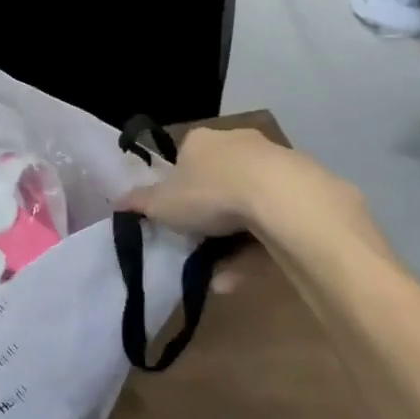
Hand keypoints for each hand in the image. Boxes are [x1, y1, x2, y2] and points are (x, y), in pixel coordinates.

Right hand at [118, 127, 379, 260]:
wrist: (283, 199)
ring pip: (248, 206)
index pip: (185, 160)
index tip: (176, 217)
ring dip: (232, 241)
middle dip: (209, 217)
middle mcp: (238, 144)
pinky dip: (258, 249)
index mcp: (201, 141)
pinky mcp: (305, 192)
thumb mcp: (163, 204)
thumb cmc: (210, 193)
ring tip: (218, 277)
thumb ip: (139, 203)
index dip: (177, 189)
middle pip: (219, 182)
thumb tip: (115, 201)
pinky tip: (243, 277)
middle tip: (198, 246)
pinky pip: (274, 222)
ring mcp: (275, 166)